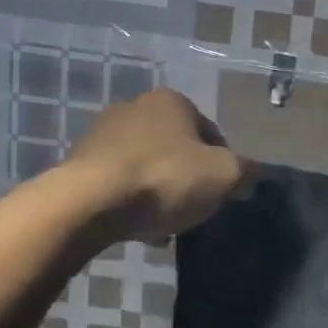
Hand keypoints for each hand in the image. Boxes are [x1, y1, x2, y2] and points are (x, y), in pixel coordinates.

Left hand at [61, 89, 249, 242]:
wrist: (90, 203)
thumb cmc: (165, 179)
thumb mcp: (225, 176)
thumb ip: (245, 171)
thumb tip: (248, 175)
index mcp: (172, 101)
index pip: (211, 133)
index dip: (221, 165)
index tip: (219, 193)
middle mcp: (135, 107)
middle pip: (177, 149)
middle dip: (187, 177)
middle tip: (193, 208)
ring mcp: (102, 133)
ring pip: (147, 166)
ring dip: (158, 191)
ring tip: (164, 224)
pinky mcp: (79, 162)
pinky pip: (118, 183)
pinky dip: (131, 201)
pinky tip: (137, 226)